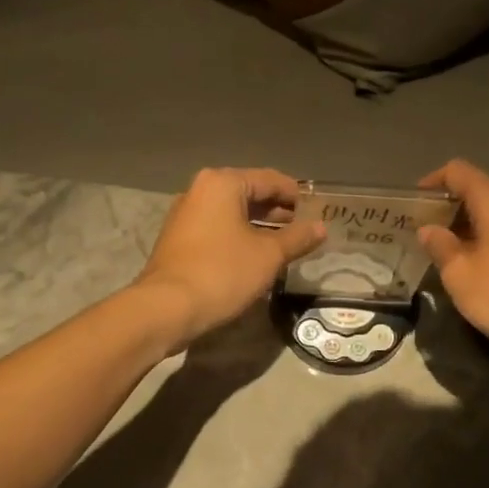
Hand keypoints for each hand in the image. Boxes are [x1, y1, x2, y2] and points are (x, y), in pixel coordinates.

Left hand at [135, 168, 324, 351]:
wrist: (168, 308)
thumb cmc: (223, 272)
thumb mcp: (269, 255)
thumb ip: (297, 237)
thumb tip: (321, 227)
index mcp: (223, 183)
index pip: (270, 179)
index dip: (296, 195)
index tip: (318, 211)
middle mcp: (200, 190)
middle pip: (249, 193)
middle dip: (277, 211)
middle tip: (304, 229)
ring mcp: (185, 214)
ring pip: (232, 213)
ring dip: (259, 226)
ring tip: (285, 245)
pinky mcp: (179, 239)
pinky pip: (217, 229)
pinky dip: (239, 237)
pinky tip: (256, 256)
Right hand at [417, 159, 488, 359]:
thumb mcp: (460, 274)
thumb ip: (440, 246)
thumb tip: (429, 229)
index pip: (458, 171)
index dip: (432, 181)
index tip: (414, 203)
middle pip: (480, 191)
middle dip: (451, 209)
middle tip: (428, 234)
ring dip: (473, 227)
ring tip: (452, 254)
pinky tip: (483, 267)